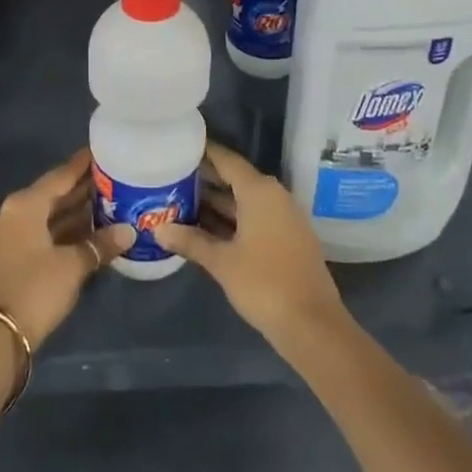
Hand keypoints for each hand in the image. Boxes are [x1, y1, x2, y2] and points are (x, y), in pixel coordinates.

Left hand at [0, 149, 132, 347]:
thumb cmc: (34, 288)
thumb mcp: (73, 265)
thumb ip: (101, 244)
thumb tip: (129, 231)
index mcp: (26, 204)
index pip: (61, 176)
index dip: (83, 164)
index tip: (105, 151)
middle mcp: (16, 212)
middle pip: (55, 194)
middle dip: (84, 189)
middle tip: (116, 178)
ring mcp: (12, 236)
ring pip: (51, 215)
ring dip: (78, 212)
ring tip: (111, 203)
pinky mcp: (14, 257)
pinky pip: (46, 233)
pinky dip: (67, 231)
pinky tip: (93, 232)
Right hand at [154, 143, 349, 349]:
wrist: (312, 325)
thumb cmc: (264, 283)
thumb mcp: (221, 262)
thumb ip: (190, 241)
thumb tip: (159, 229)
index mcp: (259, 191)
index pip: (226, 160)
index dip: (203, 152)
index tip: (178, 146)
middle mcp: (273, 196)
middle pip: (234, 179)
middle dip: (204, 180)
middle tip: (170, 177)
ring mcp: (283, 218)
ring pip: (243, 201)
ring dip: (215, 203)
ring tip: (180, 201)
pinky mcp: (287, 238)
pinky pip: (253, 218)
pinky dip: (230, 220)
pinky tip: (204, 229)